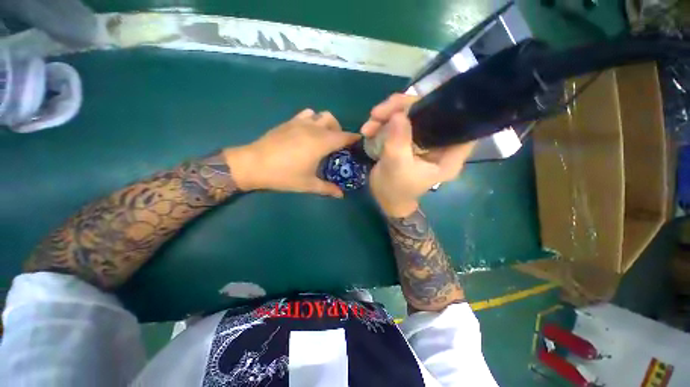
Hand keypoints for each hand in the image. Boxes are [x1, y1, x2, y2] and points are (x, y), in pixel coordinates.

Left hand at [224, 109, 359, 197]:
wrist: (253, 164)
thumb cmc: (284, 175)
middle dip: (340, 130)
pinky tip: (307, 132)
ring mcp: (300, 123)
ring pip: (320, 114)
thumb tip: (341, 195)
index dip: (354, 138)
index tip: (358, 143)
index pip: (344, 136)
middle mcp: (313, 128)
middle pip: (333, 121)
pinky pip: (306, 114)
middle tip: (337, 145)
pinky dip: (312, 120)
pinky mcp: (288, 122)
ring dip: (326, 123)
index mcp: (321, 142)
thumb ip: (327, 189)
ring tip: (323, 137)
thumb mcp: (308, 184)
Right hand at [362, 94, 475, 216]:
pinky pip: (398, 122)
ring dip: (386, 116)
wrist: (384, 198)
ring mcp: (422, 139)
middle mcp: (438, 143)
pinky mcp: (408, 139)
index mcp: (448, 154)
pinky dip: (382, 123)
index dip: (447, 108)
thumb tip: (398, 114)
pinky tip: (368, 130)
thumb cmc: (395, 189)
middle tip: (378, 113)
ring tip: (368, 126)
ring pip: (410, 115)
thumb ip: (399, 142)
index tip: (422, 103)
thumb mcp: (397, 167)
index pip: (460, 124)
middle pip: (429, 113)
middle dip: (402, 108)